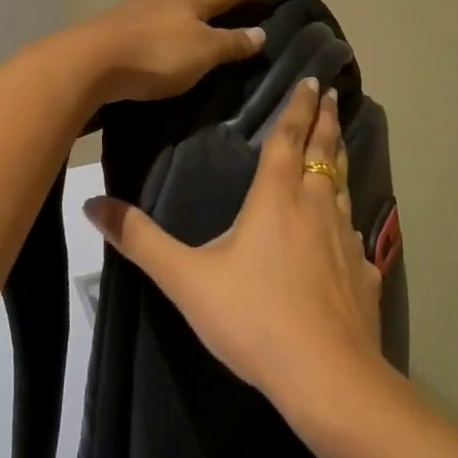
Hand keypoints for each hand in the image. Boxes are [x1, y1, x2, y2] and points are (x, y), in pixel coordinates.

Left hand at [80, 0, 269, 105]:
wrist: (89, 61)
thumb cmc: (155, 55)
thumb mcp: (203, 53)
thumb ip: (231, 43)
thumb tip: (260, 32)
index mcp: (188, 1)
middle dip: (212, 0)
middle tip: (228, 6)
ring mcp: (132, 11)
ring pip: (166, 7)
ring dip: (182, 14)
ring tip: (191, 25)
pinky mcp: (110, 28)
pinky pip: (144, 24)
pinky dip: (158, 29)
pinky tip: (155, 39)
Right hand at [84, 79, 382, 411]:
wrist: (326, 376)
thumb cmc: (252, 318)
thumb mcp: (186, 279)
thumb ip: (140, 240)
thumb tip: (92, 204)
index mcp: (277, 198)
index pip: (289, 138)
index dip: (299, 107)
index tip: (314, 81)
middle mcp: (317, 207)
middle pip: (325, 152)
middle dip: (327, 122)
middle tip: (334, 97)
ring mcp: (347, 241)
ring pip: (344, 188)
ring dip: (340, 163)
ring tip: (338, 150)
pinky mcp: (365, 275)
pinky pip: (356, 236)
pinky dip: (349, 221)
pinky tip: (347, 234)